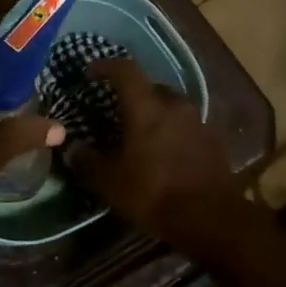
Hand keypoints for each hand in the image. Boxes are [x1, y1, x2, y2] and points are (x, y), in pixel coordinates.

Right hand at [67, 58, 243, 258]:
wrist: (213, 220)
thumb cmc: (155, 193)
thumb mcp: (110, 183)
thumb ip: (87, 162)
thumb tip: (72, 149)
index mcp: (146, 107)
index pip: (124, 69)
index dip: (105, 66)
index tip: (90, 74)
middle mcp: (174, 105)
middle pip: (150, 87)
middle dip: (132, 94)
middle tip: (116, 110)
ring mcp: (198, 122)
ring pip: (170, 107)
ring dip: (154, 114)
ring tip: (141, 134)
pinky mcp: (214, 142)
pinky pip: (186, 126)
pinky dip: (172, 132)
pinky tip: (164, 153)